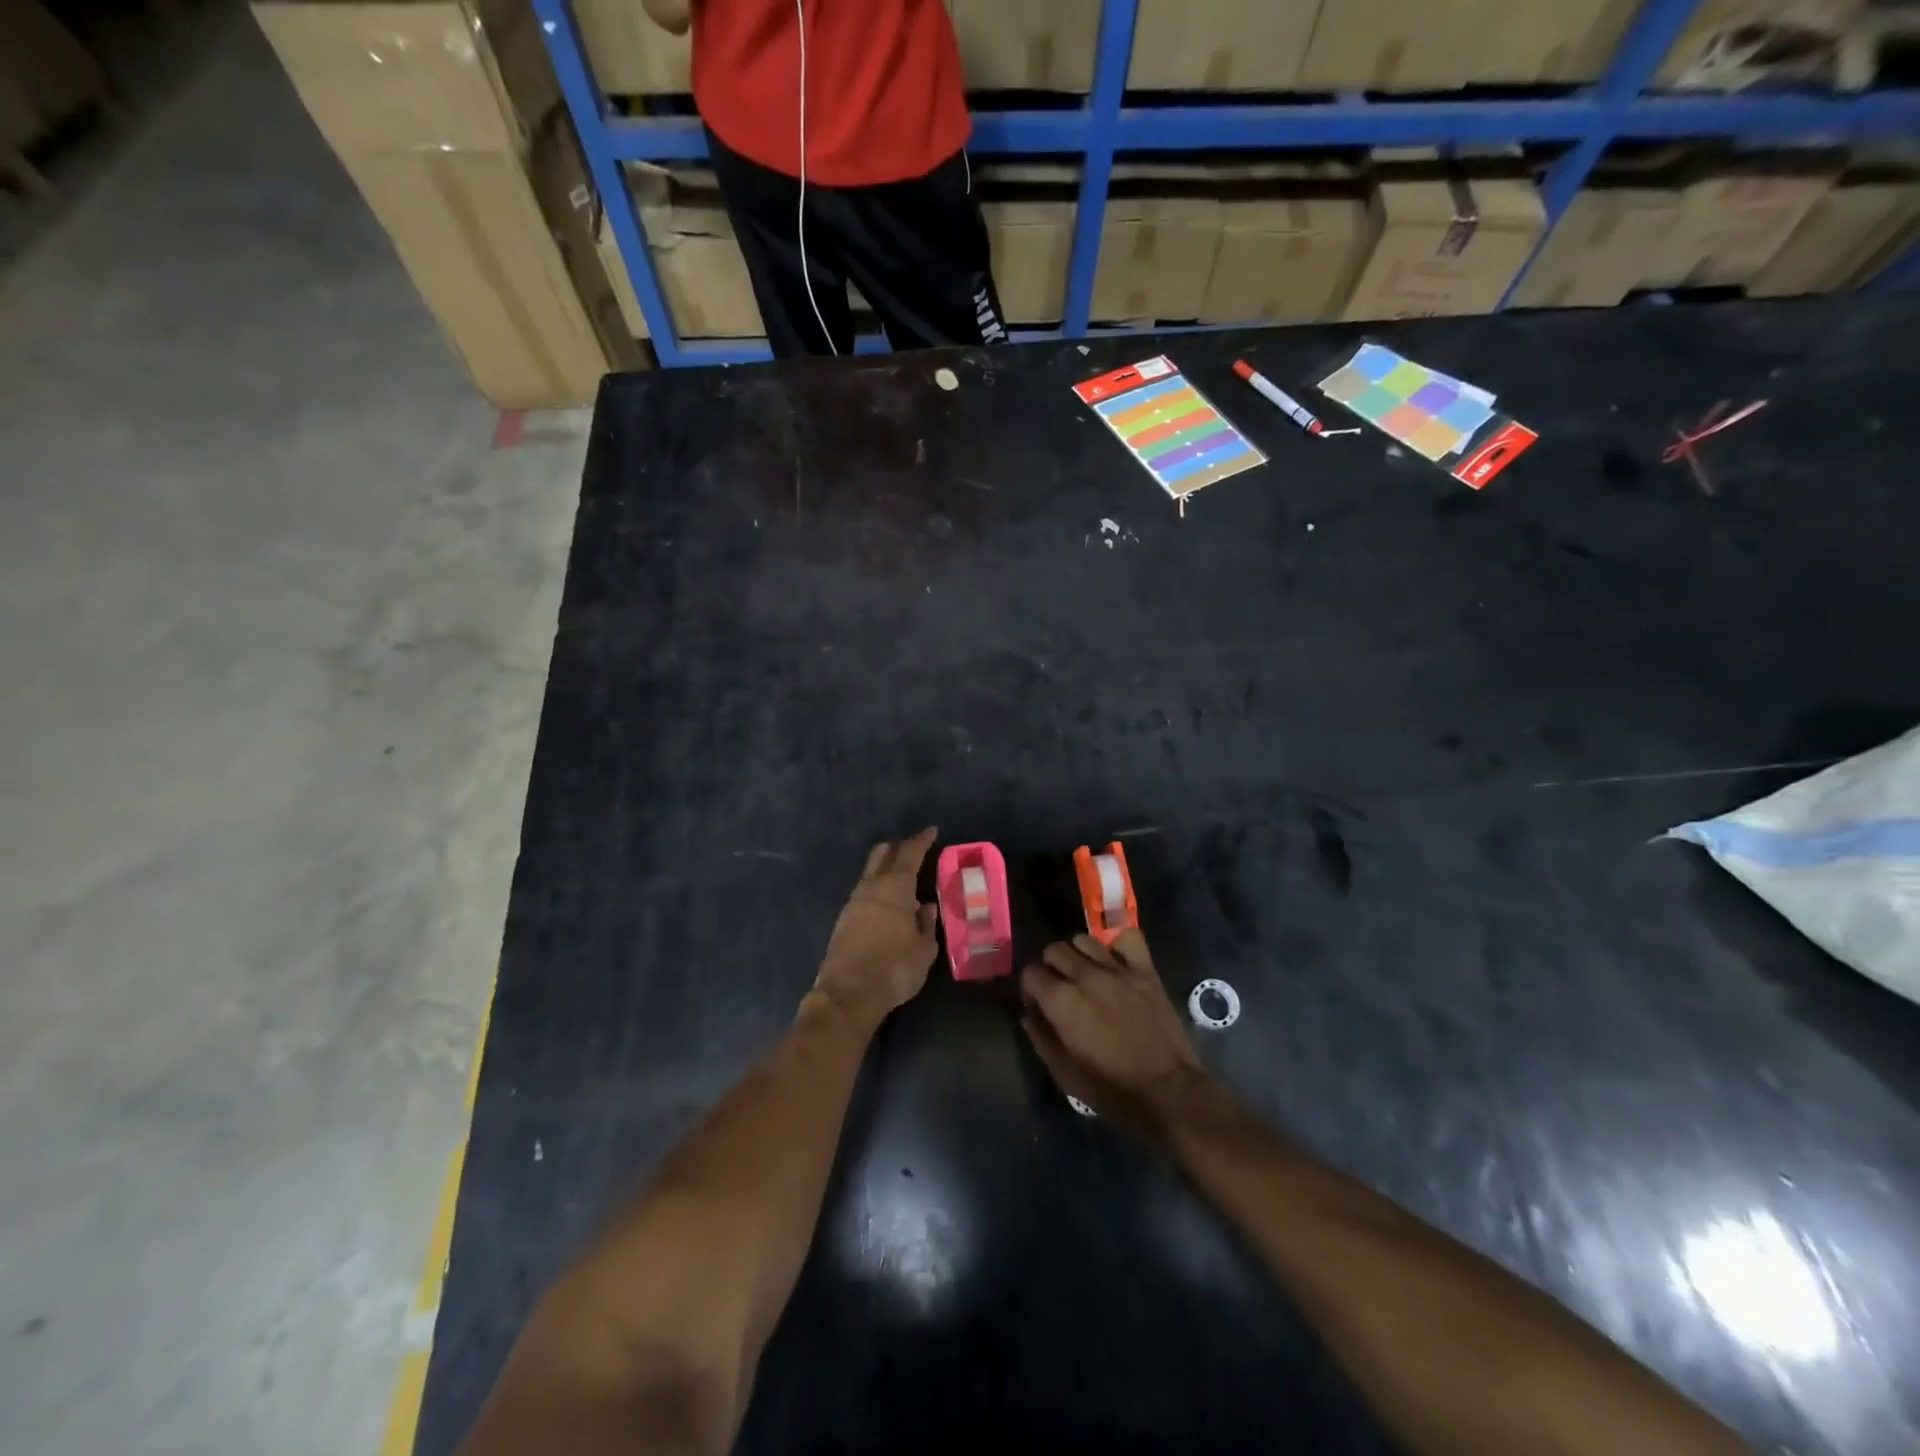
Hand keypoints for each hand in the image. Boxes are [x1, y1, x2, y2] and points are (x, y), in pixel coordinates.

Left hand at [814, 828, 939, 1026]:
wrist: (848, 995)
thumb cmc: (894, 969)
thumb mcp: (924, 950)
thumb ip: (926, 924)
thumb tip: (925, 907)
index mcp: (895, 888)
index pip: (910, 854)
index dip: (922, 840)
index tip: (931, 831)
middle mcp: (871, 887)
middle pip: (883, 854)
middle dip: (899, 847)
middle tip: (914, 848)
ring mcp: (853, 902)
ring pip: (870, 872)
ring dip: (885, 867)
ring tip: (901, 876)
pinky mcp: (843, 919)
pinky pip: (863, 891)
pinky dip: (876, 887)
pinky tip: (885, 901)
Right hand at [1021, 929, 1209, 1131]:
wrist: (1167, 1092)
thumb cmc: (1111, 1089)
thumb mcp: (1063, 1074)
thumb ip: (1040, 1037)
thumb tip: (1029, 1014)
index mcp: (1061, 1000)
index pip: (1030, 972)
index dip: (1030, 989)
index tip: (1038, 1005)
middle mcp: (1084, 976)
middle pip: (1055, 950)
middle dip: (1051, 967)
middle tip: (1060, 989)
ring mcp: (1117, 969)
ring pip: (1084, 940)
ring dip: (1079, 955)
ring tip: (1086, 975)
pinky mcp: (1145, 971)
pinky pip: (1128, 938)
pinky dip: (1118, 944)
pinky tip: (1116, 961)